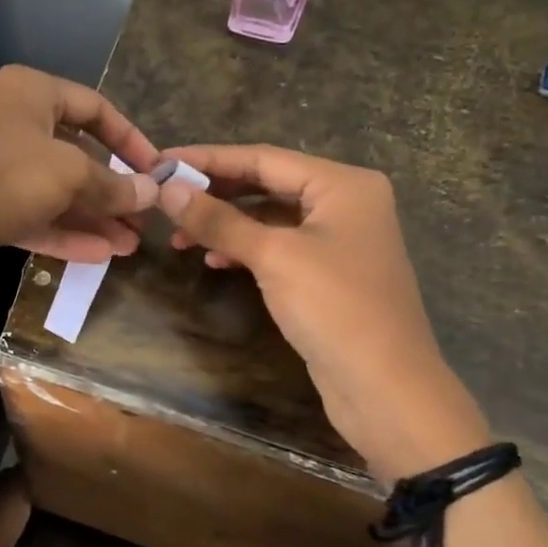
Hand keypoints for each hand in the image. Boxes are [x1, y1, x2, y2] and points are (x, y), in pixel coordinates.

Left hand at [0, 65, 161, 290]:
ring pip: (52, 190)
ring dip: (91, 217)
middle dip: (111, 189)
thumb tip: (151, 191)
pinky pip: (30, 216)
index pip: (94, 107)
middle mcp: (9, 123)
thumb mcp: (68, 173)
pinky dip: (63, 232)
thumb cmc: (0, 175)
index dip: (130, 139)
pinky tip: (99, 256)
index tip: (157, 170)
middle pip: (73, 153)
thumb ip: (112, 184)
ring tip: (129, 244)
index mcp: (29, 92)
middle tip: (143, 218)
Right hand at [156, 145, 488, 480]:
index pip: (264, 158)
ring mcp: (339, 240)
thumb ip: (220, 220)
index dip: (209, 160)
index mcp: (343, 184)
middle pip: (267, 184)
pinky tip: (215, 261)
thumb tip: (168, 190)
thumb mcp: (273, 256)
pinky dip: (246, 249)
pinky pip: (279, 247)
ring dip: (226, 224)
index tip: (162, 162)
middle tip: (166, 199)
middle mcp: (345, 203)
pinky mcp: (329, 273)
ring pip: (270, 218)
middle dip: (215, 193)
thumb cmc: (335, 308)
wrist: (386, 388)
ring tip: (181, 236)